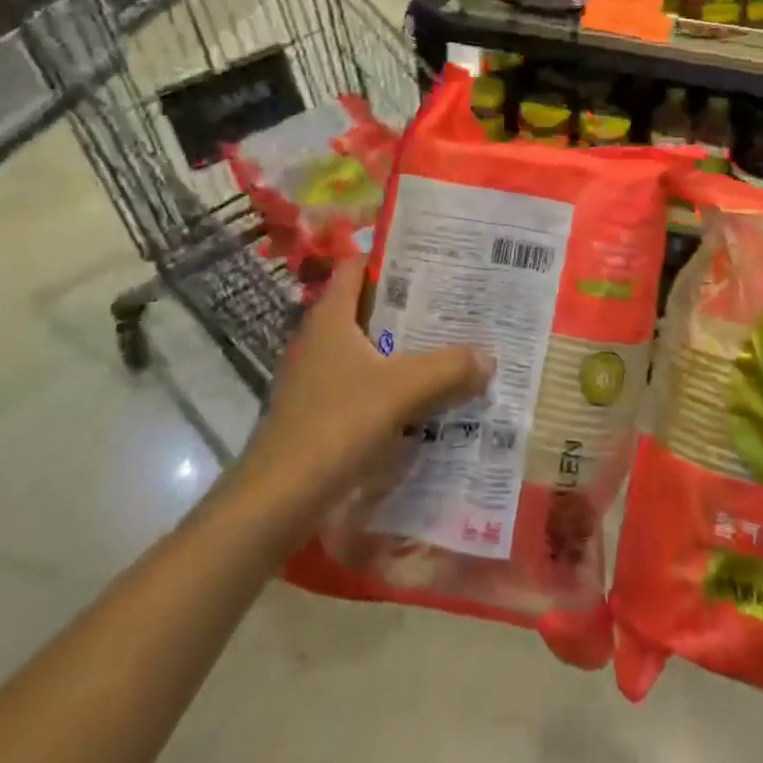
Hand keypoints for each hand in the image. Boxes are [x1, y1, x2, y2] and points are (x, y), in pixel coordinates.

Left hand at [235, 258, 492, 510]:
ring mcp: (314, 379)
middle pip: (367, 309)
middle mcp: (318, 340)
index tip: (432, 259)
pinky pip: (361, 387)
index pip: (357, 267)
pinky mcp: (316, 415)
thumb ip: (448, 369)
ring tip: (448, 350)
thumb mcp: (401, 390)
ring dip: (402, 351)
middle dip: (409, 308)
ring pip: (367, 351)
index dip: (391, 258)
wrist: (274, 503)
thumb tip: (488, 357)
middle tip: (454, 306)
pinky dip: (390, 388)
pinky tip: (422, 402)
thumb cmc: (335, 426)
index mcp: (330, 317)